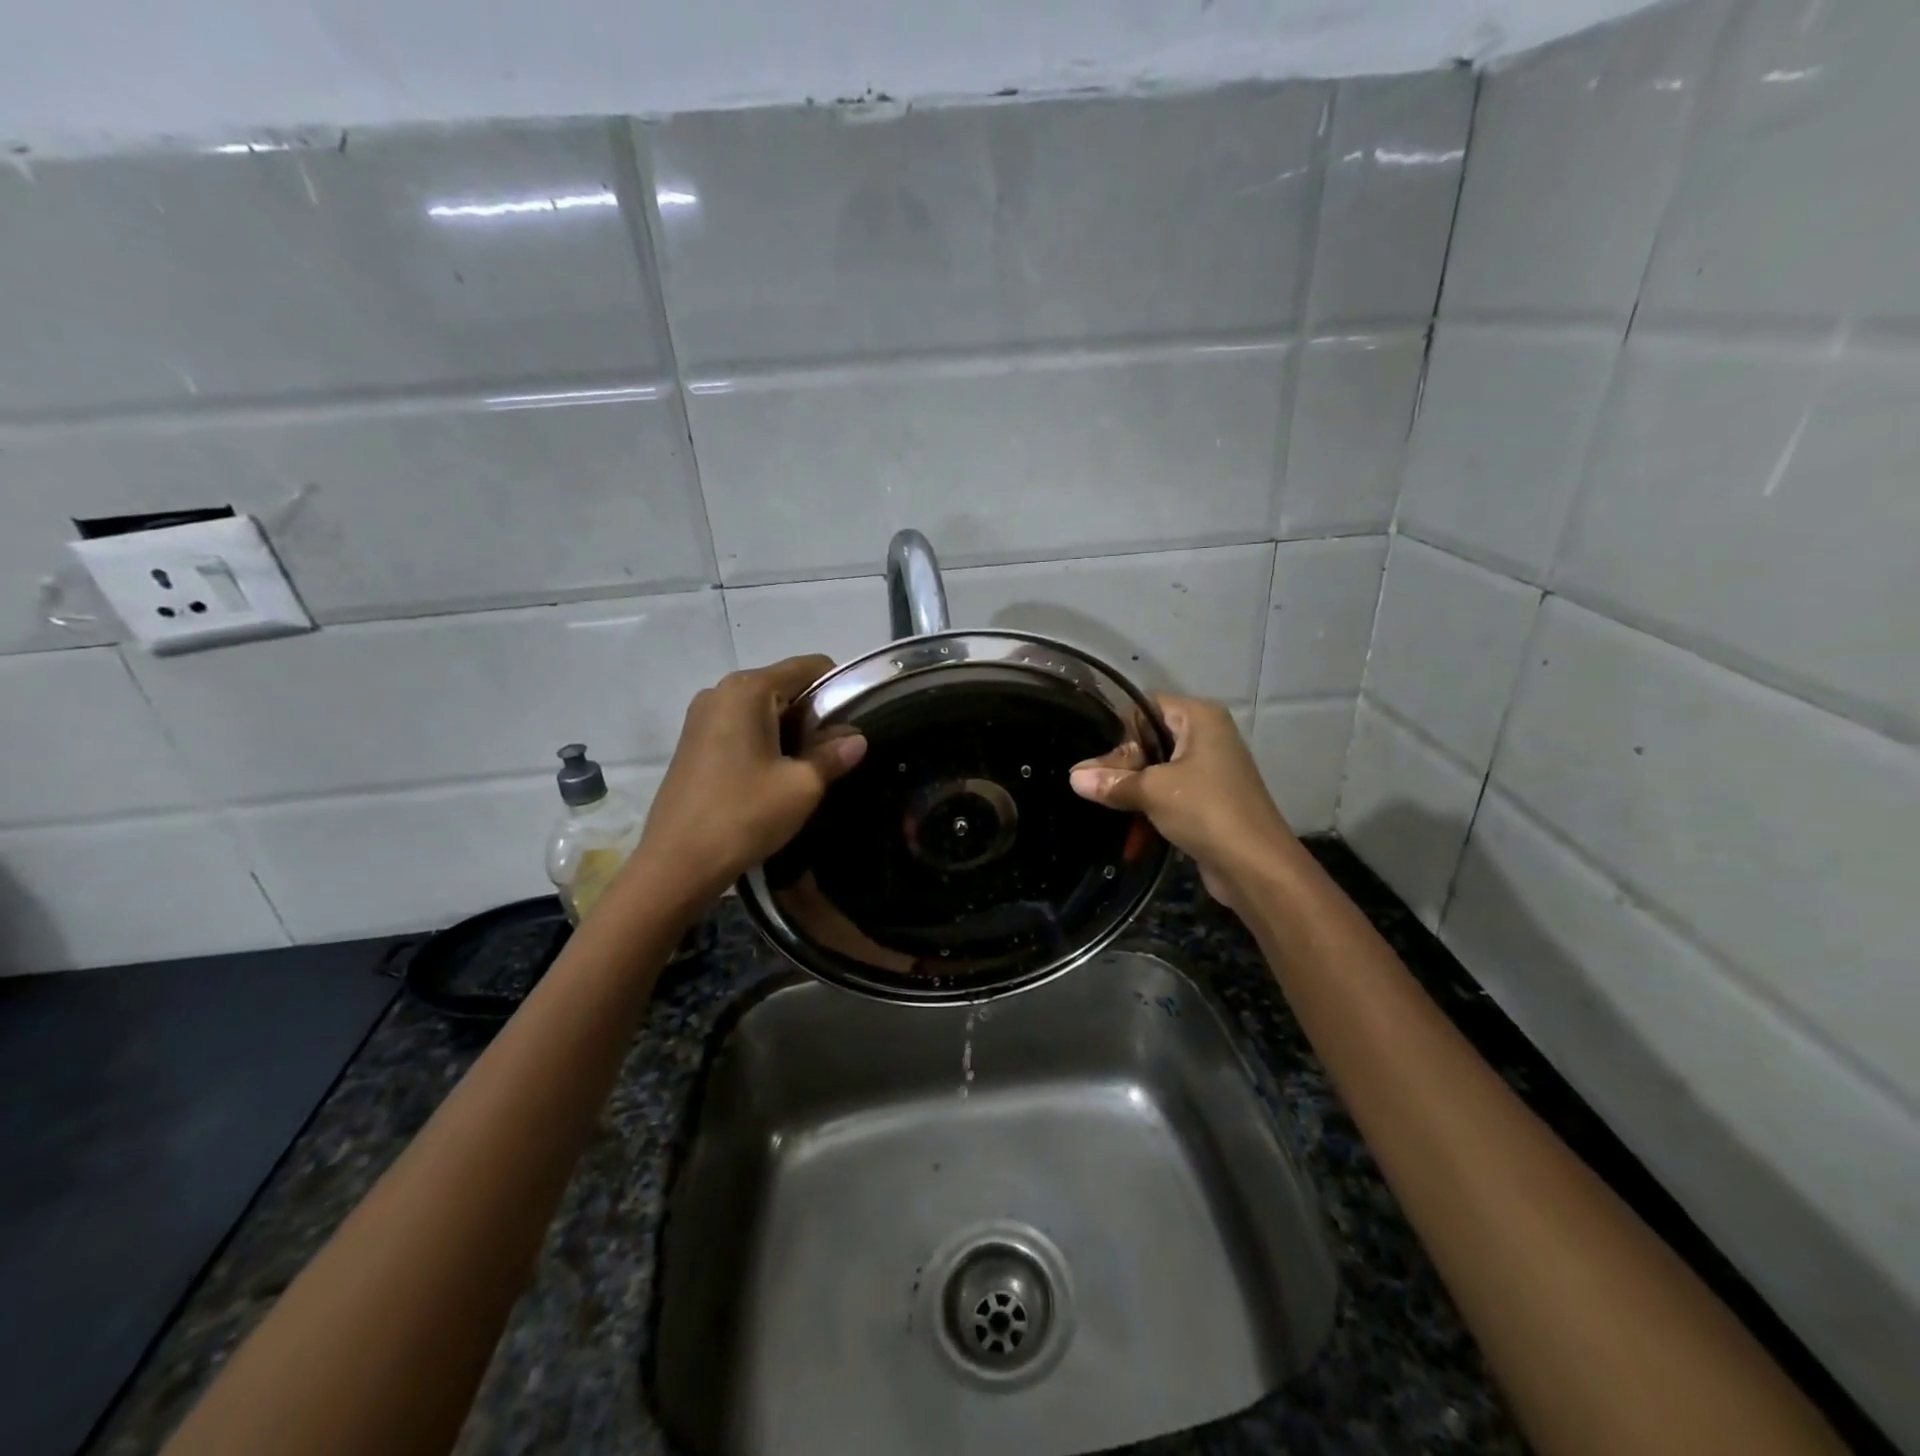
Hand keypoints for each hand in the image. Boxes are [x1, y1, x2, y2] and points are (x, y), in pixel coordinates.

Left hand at [634, 656, 866, 904]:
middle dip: (815, 713)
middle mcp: (721, 691)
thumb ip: (834, 754)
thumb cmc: (744, 815)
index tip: (856, 723)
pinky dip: (766, 740)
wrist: (677, 863)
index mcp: (748, 689)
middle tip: (835, 752)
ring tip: (807, 768)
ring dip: (791, 730)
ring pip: (764, 708)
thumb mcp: (803, 785)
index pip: (809, 666)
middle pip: (785, 685)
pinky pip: (742, 726)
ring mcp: (702, 716)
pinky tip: (774, 776)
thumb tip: (857, 739)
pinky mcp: (693, 741)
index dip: (840, 688)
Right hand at [1069, 695, 1295, 909]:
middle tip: (1093, 784)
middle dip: (1121, 762)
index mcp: (1199, 717)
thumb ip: (1111, 782)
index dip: (1119, 730)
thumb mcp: (1151, 791)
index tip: (1095, 757)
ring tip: (1101, 799)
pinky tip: (1125, 816)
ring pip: (1157, 767)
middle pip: (1149, 737)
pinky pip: (1168, 790)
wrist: (1254, 865)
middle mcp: (1207, 735)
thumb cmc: (1205, 810)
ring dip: (1132, 784)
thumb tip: (1073, 777)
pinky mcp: (1208, 798)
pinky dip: (1148, 801)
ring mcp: (1210, 768)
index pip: (1145, 707)